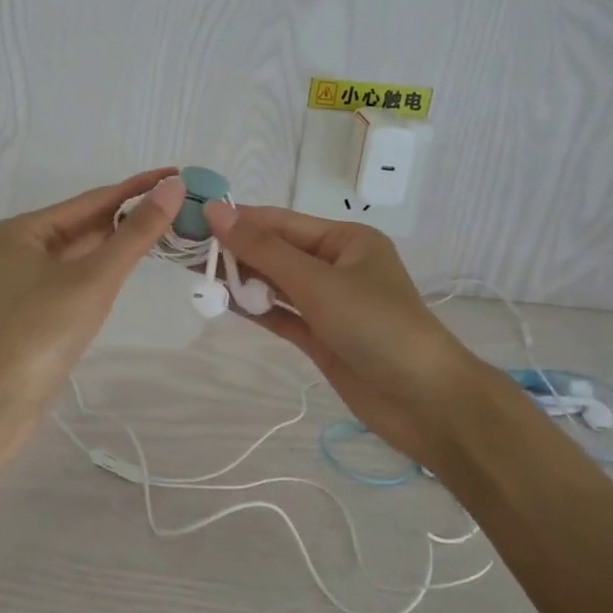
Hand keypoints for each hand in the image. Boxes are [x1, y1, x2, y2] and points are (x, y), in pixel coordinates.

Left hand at [0, 169, 187, 411]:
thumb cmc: (42, 331)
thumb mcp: (94, 278)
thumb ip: (135, 234)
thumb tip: (172, 188)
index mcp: (23, 230)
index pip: (92, 200)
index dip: (137, 187)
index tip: (176, 174)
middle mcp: (21, 247)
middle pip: (87, 223)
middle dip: (131, 214)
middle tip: (181, 202)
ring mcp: (27, 280)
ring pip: (84, 251)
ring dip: (122, 241)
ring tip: (169, 225)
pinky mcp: (38, 308)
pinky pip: (79, 275)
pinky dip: (107, 267)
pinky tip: (134, 261)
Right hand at [203, 203, 478, 464]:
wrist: (425, 401)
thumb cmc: (376, 326)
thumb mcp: (318, 282)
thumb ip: (264, 250)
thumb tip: (217, 212)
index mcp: (346, 241)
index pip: (282, 222)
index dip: (238, 220)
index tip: (194, 218)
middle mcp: (337, 266)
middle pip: (277, 252)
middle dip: (236, 251)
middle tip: (187, 251)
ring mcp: (329, 304)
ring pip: (276, 284)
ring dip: (241, 281)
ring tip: (196, 275)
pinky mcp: (322, 338)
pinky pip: (281, 314)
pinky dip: (255, 309)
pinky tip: (221, 301)